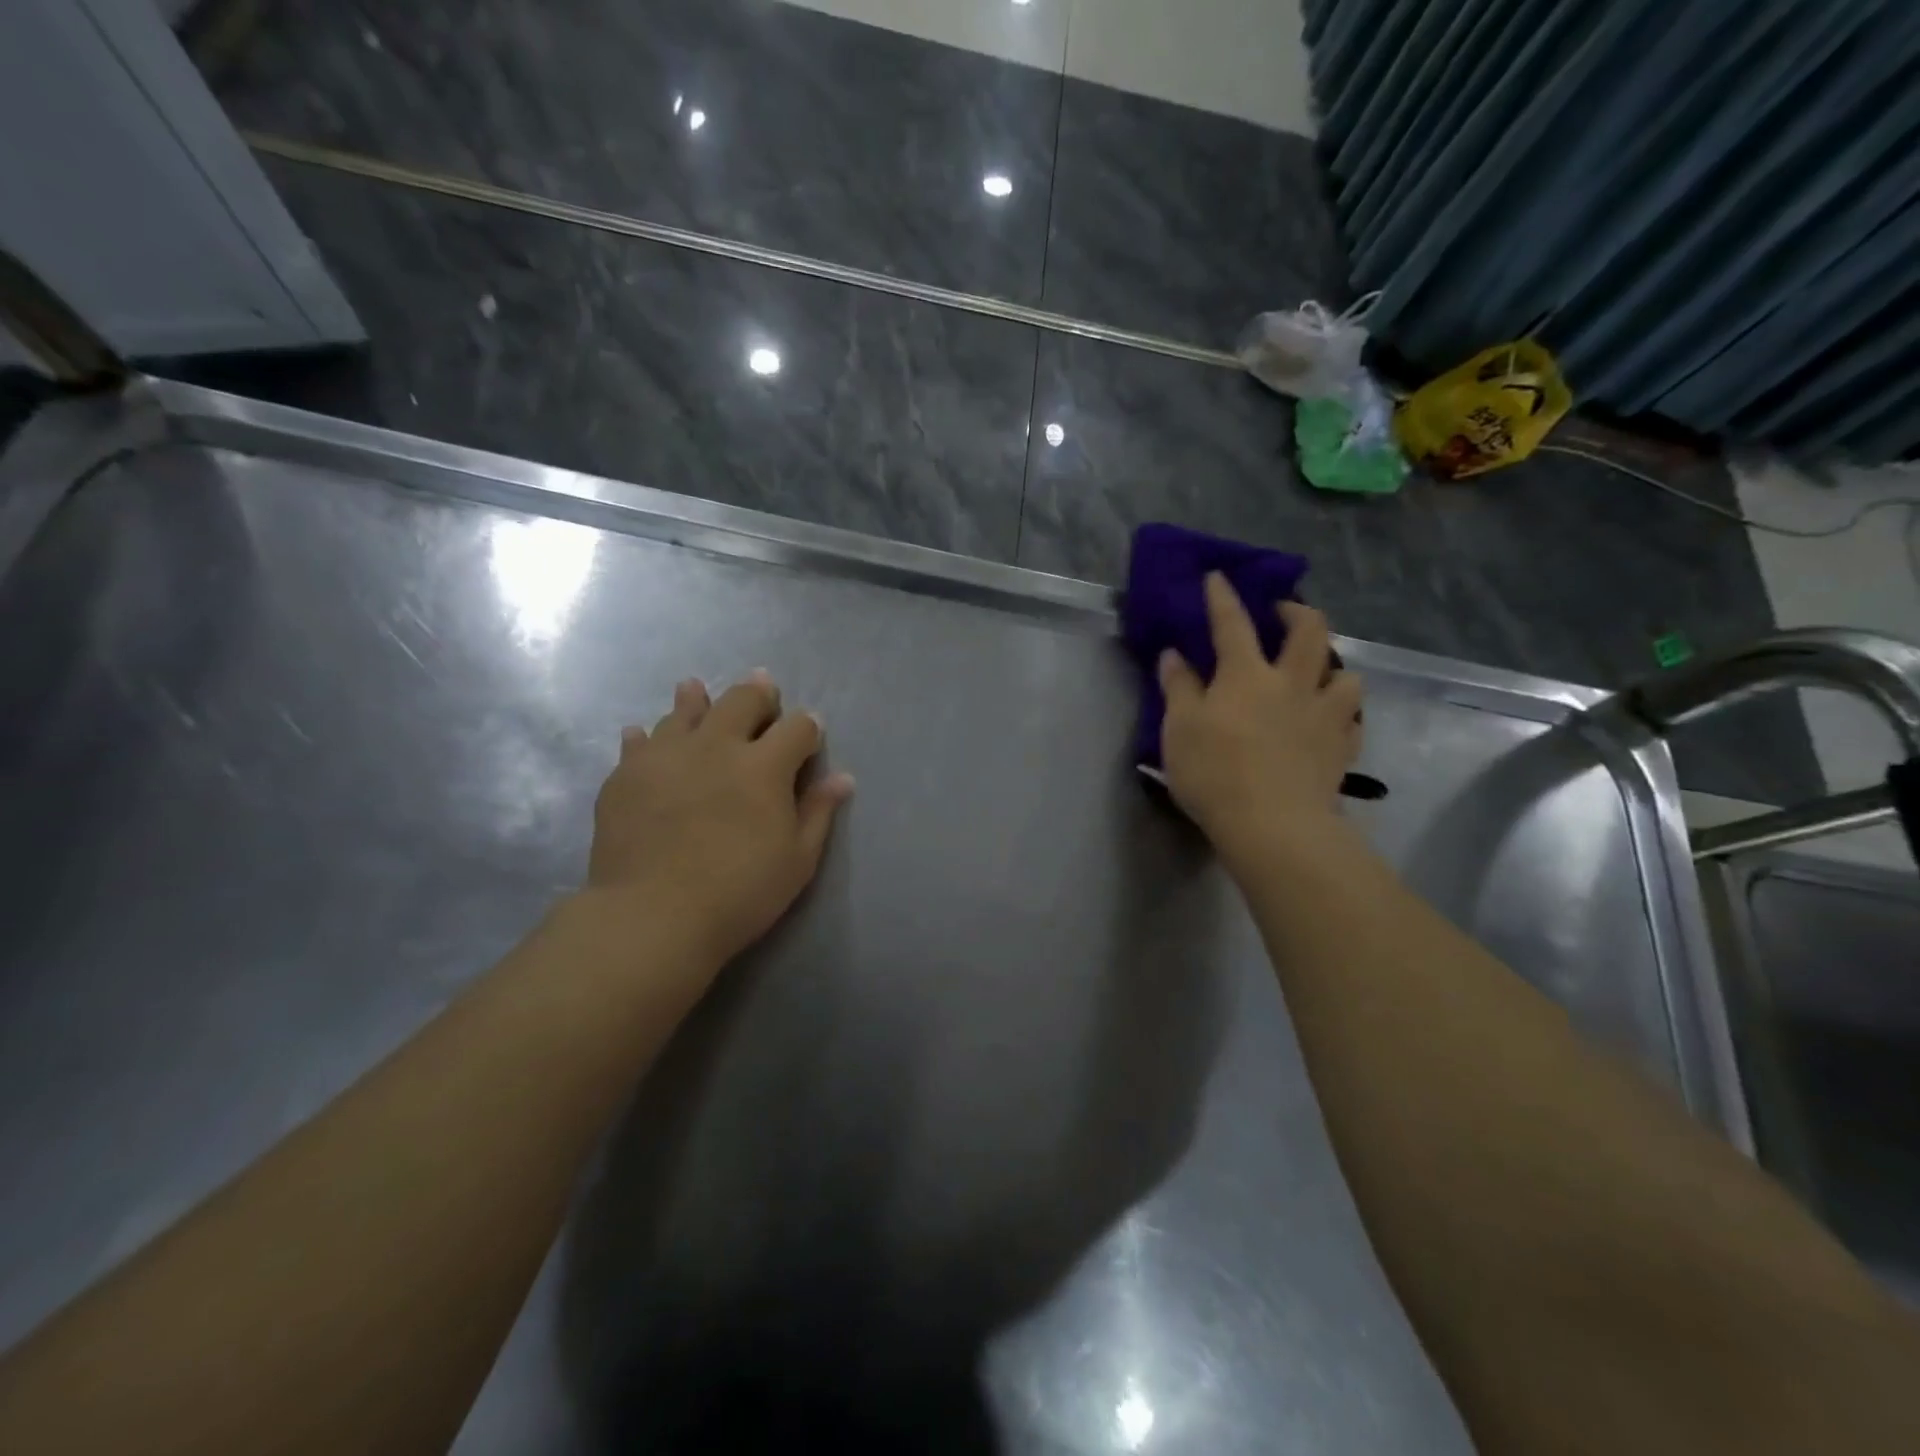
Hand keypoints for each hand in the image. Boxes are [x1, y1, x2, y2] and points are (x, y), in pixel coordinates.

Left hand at [583, 671, 854, 972]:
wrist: (652, 916)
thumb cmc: (739, 893)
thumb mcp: (797, 860)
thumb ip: (818, 812)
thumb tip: (842, 778)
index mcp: (764, 766)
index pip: (797, 728)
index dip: (808, 727)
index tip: (810, 735)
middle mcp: (716, 746)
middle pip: (742, 701)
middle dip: (758, 694)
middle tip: (763, 691)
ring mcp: (666, 755)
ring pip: (684, 712)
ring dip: (698, 700)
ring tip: (697, 691)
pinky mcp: (626, 774)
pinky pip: (638, 742)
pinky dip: (646, 736)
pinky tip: (643, 736)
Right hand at [1157, 574, 1361, 866]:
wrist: (1273, 824)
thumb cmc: (1215, 773)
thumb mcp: (1180, 729)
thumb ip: (1179, 688)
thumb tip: (1174, 655)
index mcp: (1246, 675)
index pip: (1232, 623)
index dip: (1222, 597)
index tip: (1217, 576)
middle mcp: (1292, 684)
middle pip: (1309, 632)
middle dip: (1297, 612)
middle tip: (1283, 613)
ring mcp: (1324, 715)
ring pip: (1346, 674)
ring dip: (1333, 666)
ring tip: (1318, 674)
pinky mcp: (1341, 748)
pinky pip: (1352, 719)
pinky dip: (1342, 713)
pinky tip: (1331, 721)